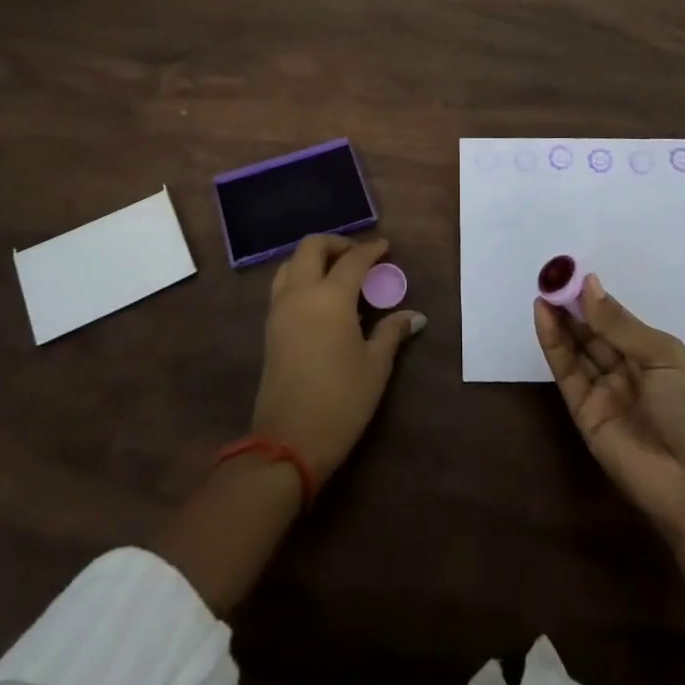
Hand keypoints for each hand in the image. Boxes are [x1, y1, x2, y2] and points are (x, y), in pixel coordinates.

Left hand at [254, 234, 425, 484]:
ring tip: (337, 274)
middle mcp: (300, 293)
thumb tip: (414, 316)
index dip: (371, 250)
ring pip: (290, 264)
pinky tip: (321, 300)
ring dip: (313, 259)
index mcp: (330, 297)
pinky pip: (283, 286)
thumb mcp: (375, 366)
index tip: (386, 248)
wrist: (288, 442)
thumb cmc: (341, 401)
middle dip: (336, 243)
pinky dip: (300, 278)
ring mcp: (279, 309)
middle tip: (358, 256)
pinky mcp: (269, 328)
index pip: (353, 260)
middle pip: (311, 247)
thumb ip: (392, 332)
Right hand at [534, 274, 684, 538]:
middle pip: (592, 333)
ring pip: (576, 349)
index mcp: (651, 355)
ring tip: (543, 292)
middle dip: (572, 306)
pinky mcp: (583, 413)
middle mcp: (625, 371)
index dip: (594, 298)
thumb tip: (588, 285)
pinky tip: (544, 317)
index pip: (615, 320)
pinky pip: (566, 373)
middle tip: (550, 279)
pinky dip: (553, 345)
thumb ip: (619, 324)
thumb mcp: (662, 357)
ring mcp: (603, 392)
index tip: (571, 273)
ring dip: (559, 321)